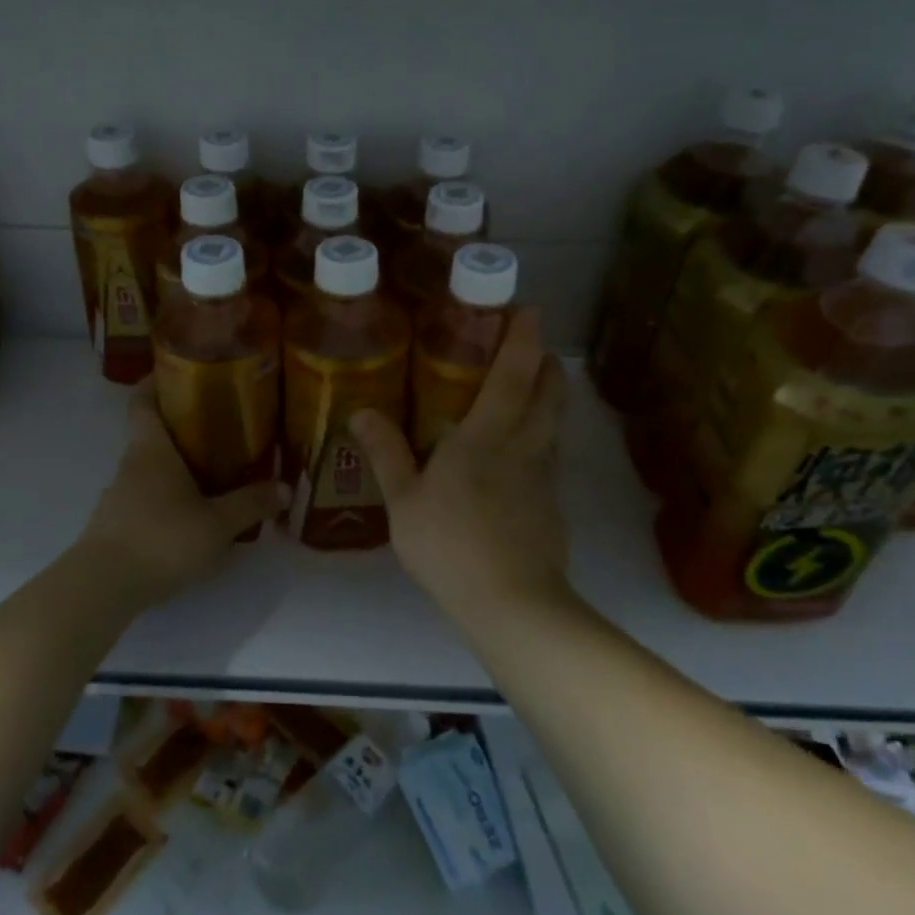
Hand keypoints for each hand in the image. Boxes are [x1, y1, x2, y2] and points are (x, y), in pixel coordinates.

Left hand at [74, 385, 287, 611]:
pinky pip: (145, 498)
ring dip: (176, 466)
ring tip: (213, 474)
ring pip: (149, 468)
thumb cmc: (162, 538)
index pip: (142, 400)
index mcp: (151, 448)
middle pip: (151, 433)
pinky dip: (166, 497)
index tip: (178, 373)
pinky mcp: (116, 524)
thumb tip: (284, 487)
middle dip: (182, 428)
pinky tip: (190, 515)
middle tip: (221, 429)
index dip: (155, 382)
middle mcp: (131, 464)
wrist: (103, 587)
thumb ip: (250, 504)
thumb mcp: (217, 523)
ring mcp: (119, 495)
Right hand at [350, 308, 570, 619]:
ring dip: (547, 397)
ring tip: (524, 391)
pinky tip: (516, 456)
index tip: (528, 309)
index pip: (515, 371)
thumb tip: (361, 412)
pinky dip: (540, 436)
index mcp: (489, 434)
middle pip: (549, 390)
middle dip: (544, 361)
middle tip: (529, 346)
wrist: (512, 604)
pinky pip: (549, 455)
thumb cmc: (451, 544)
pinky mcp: (552, 504)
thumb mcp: (404, 501)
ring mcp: (545, 476)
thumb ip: (386, 453)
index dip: (524, 336)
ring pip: (554, 422)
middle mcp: (525, 444)